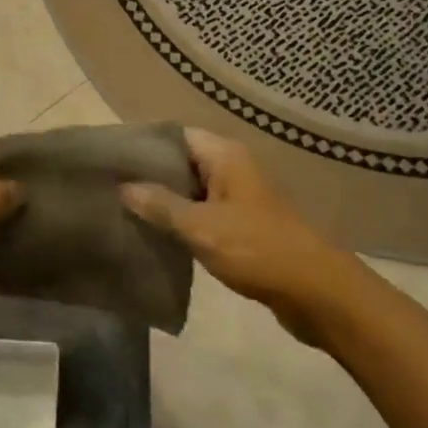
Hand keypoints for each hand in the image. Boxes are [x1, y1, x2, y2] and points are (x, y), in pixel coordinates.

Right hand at [121, 129, 347, 344]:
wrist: (316, 292)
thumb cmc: (257, 248)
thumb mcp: (201, 227)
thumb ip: (160, 205)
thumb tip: (123, 186)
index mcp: (224, 155)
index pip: (175, 135)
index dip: (144, 145)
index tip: (112, 160)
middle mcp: (232, 168)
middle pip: (182, 162)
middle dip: (150, 175)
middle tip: (111, 188)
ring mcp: (239, 197)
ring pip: (192, 190)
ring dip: (165, 201)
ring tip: (125, 212)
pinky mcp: (243, 225)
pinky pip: (204, 213)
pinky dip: (182, 221)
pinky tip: (157, 235)